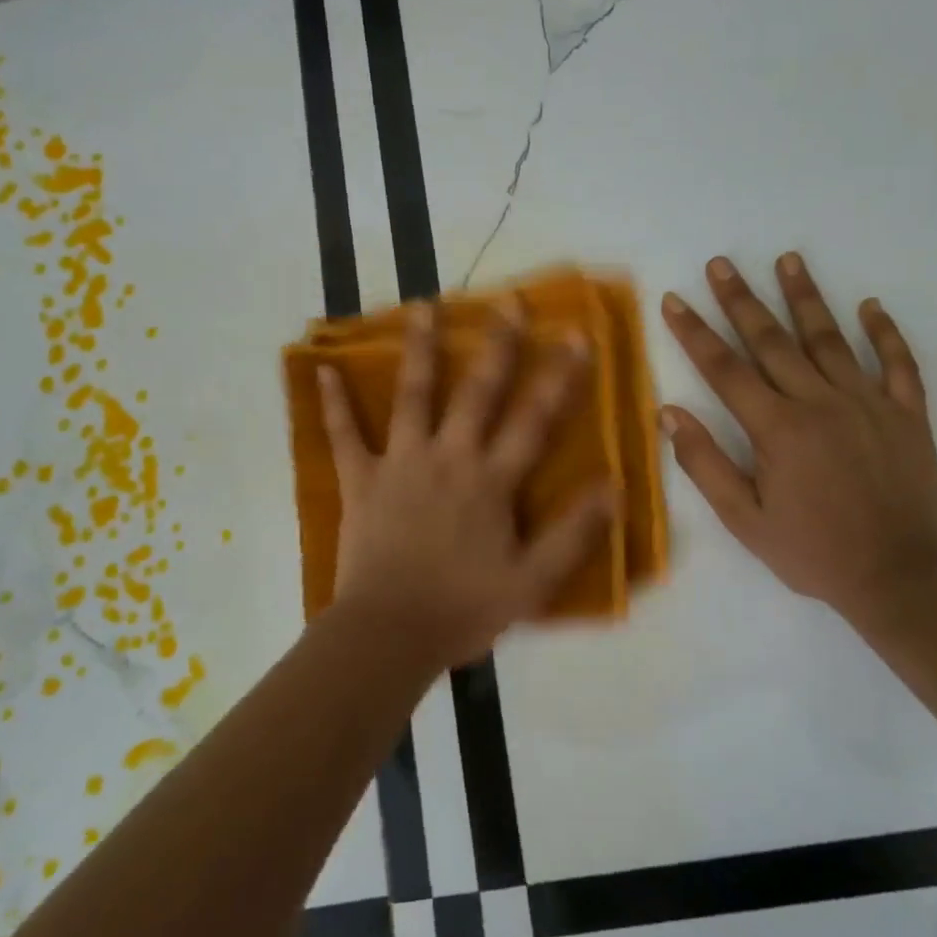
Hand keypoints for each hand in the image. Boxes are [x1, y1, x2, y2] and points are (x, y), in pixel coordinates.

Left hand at [318, 303, 615, 667]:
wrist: (390, 635)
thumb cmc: (464, 608)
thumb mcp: (533, 582)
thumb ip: (575, 534)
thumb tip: (615, 487)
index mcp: (491, 480)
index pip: (534, 419)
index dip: (559, 377)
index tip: (576, 334)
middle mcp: (449, 457)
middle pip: (478, 392)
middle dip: (498, 345)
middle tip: (508, 301)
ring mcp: (401, 463)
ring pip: (413, 395)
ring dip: (420, 349)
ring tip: (424, 307)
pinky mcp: (361, 480)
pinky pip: (344, 436)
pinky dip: (333, 404)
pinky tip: (321, 370)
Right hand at [660, 253, 936, 628]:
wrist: (901, 578)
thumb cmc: (814, 552)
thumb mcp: (745, 521)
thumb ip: (706, 464)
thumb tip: (670, 414)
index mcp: (777, 428)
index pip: (725, 369)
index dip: (695, 332)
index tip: (675, 299)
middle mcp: (820, 402)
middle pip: (772, 341)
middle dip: (741, 299)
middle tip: (721, 263)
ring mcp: (868, 403)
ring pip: (830, 339)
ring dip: (806, 297)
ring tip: (789, 260)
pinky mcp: (907, 414)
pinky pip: (898, 363)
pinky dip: (885, 333)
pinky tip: (871, 306)